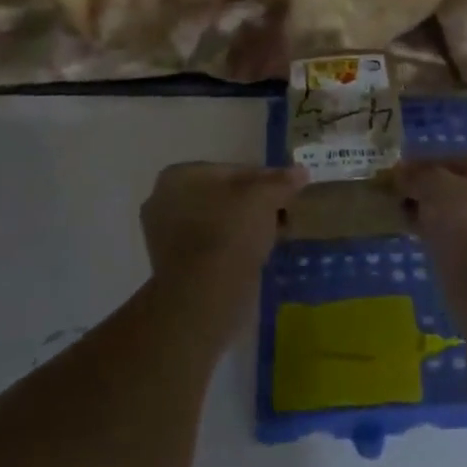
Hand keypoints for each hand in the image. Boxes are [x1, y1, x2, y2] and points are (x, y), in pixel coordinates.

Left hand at [141, 163, 302, 293]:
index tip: (288, 191)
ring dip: (246, 225)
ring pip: (219, 221)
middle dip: (254, 203)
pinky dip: (234, 246)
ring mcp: (165, 236)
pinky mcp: (175, 266)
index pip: (233, 170)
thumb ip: (282, 181)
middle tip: (283, 212)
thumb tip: (302, 172)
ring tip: (275, 234)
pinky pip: (212, 245)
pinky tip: (257, 253)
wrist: (205, 296)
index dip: (265, 179)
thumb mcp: (264, 198)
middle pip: (224, 195)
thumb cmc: (230, 233)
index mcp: (179, 176)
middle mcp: (164, 201)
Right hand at [393, 156, 466, 262]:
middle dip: (429, 192)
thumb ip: (417, 176)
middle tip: (400, 202)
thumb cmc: (465, 221)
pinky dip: (447, 235)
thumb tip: (401, 174)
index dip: (422, 166)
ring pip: (465, 213)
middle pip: (462, 186)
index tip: (396, 178)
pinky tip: (424, 241)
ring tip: (407, 222)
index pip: (456, 160)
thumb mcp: (433, 187)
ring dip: (436, 215)